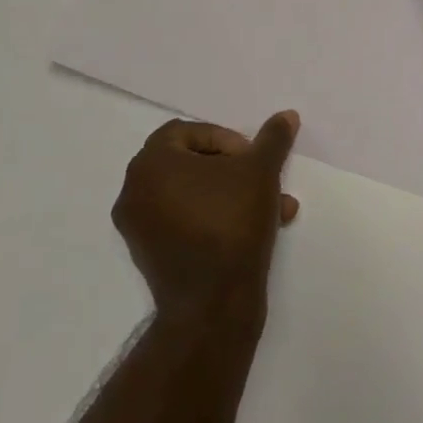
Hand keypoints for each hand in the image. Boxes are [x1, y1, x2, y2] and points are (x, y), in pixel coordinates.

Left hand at [112, 112, 300, 328]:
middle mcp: (135, 190)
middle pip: (191, 163)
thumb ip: (272, 139)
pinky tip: (256, 230)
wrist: (213, 306)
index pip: (190, 132)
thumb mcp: (260, 171)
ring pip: (193, 195)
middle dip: (234, 169)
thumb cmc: (231, 223)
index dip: (226, 139)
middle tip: (262, 180)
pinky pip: (185, 222)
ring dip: (232, 195)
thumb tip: (287, 115)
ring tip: (273, 208)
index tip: (252, 158)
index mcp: (151, 162)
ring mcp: (138, 227)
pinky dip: (215, 219)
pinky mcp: (149, 257)